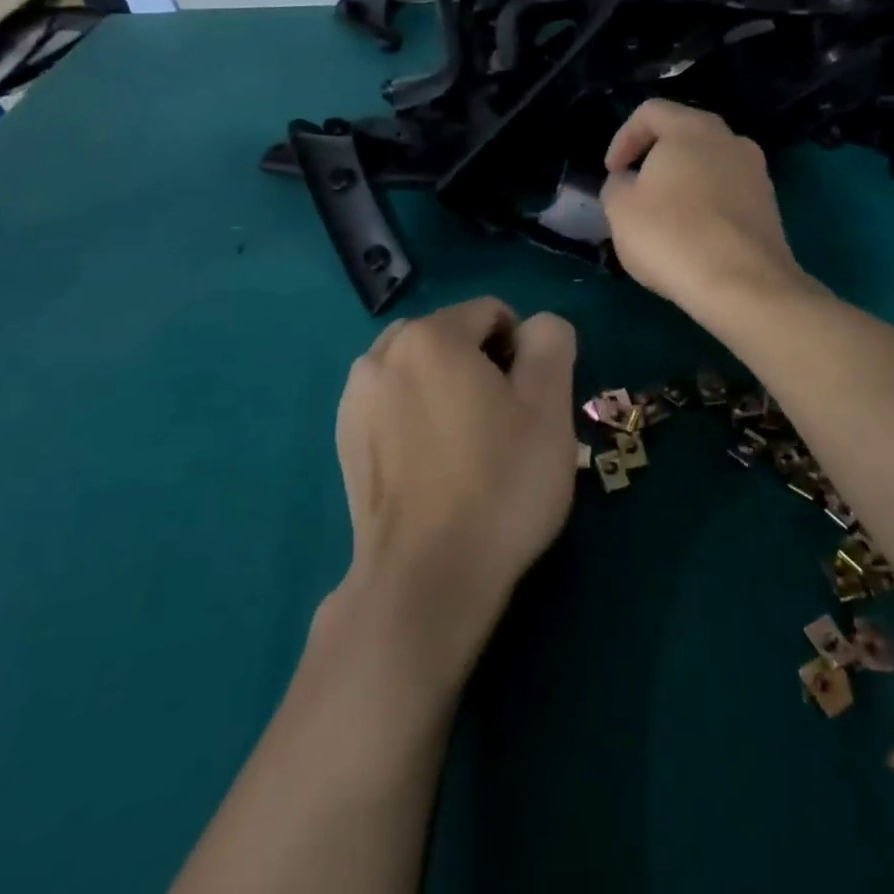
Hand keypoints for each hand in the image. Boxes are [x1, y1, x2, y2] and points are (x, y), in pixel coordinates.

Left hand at [332, 297, 576, 668]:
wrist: (425, 580)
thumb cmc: (498, 485)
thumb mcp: (549, 406)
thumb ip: (550, 342)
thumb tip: (537, 328)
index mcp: (431, 337)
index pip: (491, 313)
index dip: (522, 349)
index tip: (530, 400)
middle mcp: (382, 354)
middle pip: (451, 335)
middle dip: (481, 362)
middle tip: (502, 421)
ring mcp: (355, 398)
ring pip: (418, 367)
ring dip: (446, 385)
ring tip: (466, 443)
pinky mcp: (344, 438)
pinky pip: (392, 401)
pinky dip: (415, 412)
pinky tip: (432, 462)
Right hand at [600, 100, 807, 319]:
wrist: (743, 284)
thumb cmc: (672, 235)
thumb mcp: (620, 208)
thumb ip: (617, 185)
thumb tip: (629, 183)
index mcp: (692, 128)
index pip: (650, 112)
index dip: (623, 138)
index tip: (612, 172)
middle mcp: (730, 139)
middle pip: (684, 136)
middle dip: (654, 160)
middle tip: (635, 193)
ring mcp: (756, 172)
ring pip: (708, 166)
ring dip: (682, 184)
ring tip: (663, 220)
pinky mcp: (769, 206)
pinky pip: (727, 194)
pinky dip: (706, 206)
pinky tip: (692, 239)